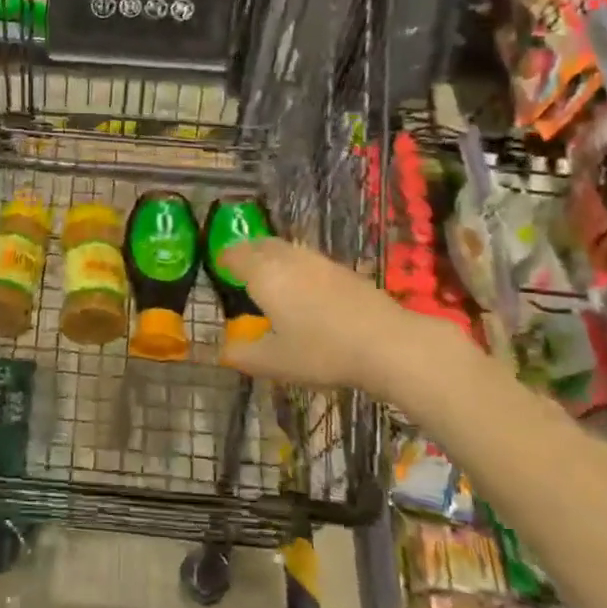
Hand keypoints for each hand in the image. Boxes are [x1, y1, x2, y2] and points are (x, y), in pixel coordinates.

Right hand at [219, 239, 441, 391]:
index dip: (224, 260)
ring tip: (271, 276)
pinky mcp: (345, 271)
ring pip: (288, 249)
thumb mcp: (275, 362)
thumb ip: (245, 355)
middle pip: (262, 244)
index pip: (236, 256)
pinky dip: (297, 267)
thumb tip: (225, 351)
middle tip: (241, 266)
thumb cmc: (322, 352)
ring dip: (273, 256)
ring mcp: (320, 262)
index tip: (219, 267)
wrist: (388, 344)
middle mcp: (289, 260)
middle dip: (248, 252)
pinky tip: (305, 289)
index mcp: (265, 276)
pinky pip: (309, 260)